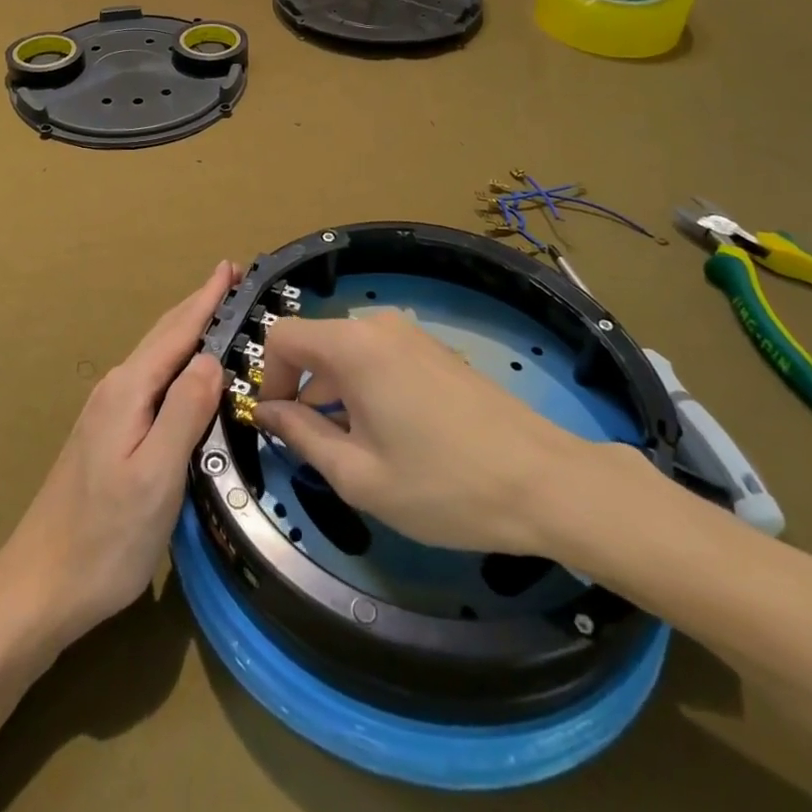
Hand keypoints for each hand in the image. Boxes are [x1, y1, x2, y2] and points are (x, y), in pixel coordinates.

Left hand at [0, 261, 234, 649]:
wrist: (38, 588)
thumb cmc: (105, 538)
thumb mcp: (156, 476)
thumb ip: (185, 412)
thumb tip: (211, 357)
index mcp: (129, 392)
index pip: (177, 332)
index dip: (206, 299)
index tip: (232, 267)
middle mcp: (116, 391)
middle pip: (164, 336)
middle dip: (198, 305)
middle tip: (231, 279)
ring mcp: (107, 413)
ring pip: (156, 358)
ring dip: (187, 330)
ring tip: (217, 314)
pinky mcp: (107, 435)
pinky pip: (151, 380)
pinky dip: (176, 361)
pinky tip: (186, 372)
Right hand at [251, 309, 656, 570]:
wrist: (543, 482)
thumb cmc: (443, 485)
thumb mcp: (359, 475)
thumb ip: (301, 435)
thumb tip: (268, 411)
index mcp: (353, 346)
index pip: (282, 336)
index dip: (267, 377)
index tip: (278, 424)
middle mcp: (379, 326)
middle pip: (316, 344)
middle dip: (303, 391)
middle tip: (316, 450)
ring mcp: (412, 336)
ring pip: (348, 354)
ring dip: (335, 395)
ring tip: (356, 452)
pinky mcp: (434, 351)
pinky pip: (378, 359)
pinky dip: (365, 390)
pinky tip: (390, 438)